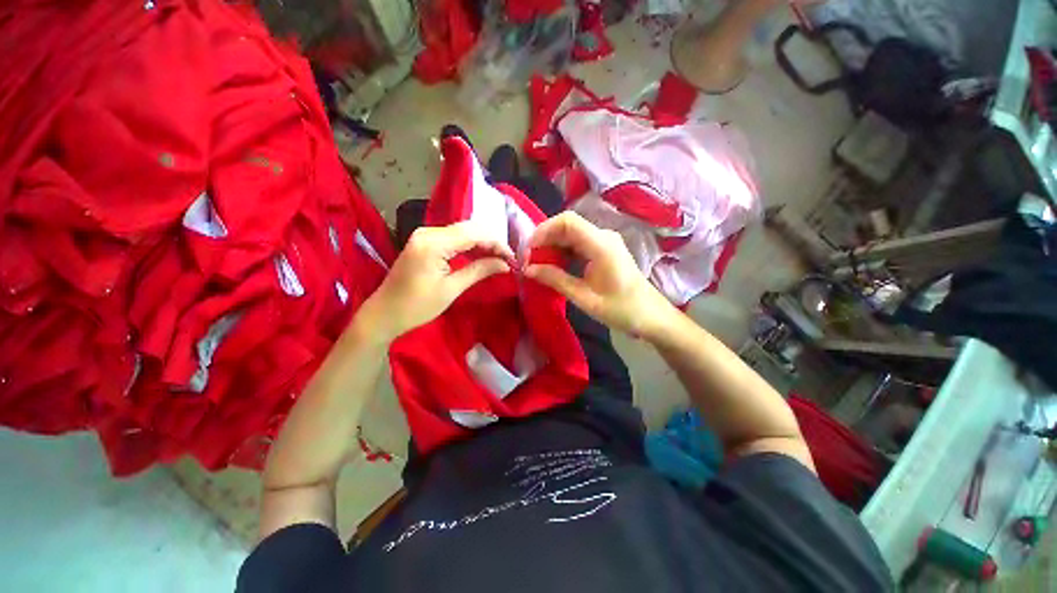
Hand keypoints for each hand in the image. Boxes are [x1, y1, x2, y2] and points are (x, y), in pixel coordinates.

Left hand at [355, 222, 512, 342]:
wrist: (384, 314)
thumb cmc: (417, 307)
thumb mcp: (451, 289)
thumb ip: (479, 271)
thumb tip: (505, 264)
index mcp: (433, 243)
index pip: (473, 234)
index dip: (497, 244)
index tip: (513, 258)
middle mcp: (428, 232)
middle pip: (469, 228)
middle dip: (491, 242)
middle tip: (508, 259)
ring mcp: (424, 235)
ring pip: (462, 231)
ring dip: (482, 243)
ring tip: (499, 258)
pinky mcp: (424, 242)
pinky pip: (453, 238)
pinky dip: (469, 245)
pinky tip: (481, 255)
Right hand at [525, 212, 676, 339]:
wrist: (651, 315)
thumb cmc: (621, 309)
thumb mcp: (584, 298)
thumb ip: (555, 280)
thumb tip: (527, 269)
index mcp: (601, 245)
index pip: (567, 222)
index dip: (543, 231)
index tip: (528, 251)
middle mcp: (603, 236)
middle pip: (567, 225)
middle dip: (544, 240)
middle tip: (528, 261)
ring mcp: (604, 241)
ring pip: (571, 234)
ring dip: (552, 246)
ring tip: (537, 264)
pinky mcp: (604, 249)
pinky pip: (578, 243)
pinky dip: (562, 251)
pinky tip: (553, 265)